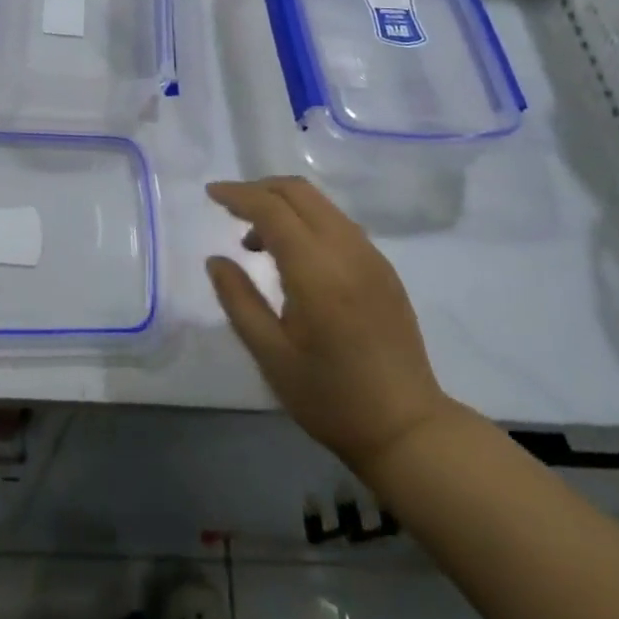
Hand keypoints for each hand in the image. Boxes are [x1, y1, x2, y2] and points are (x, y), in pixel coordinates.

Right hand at [206, 177, 463, 477]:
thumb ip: (238, 300)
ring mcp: (371, 255)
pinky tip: (294, 256)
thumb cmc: (331, 397)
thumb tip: (216, 260)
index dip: (238, 194)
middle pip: (298, 192)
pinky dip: (307, 220)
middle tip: (231, 209)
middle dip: (260, 190)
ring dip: (284, 205)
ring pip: (320, 203)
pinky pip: (338, 223)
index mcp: (316, 270)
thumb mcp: (271, 355)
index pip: (272, 209)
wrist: (408, 428)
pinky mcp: (383, 267)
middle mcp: (347, 249)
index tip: (211, 192)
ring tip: (257, 242)